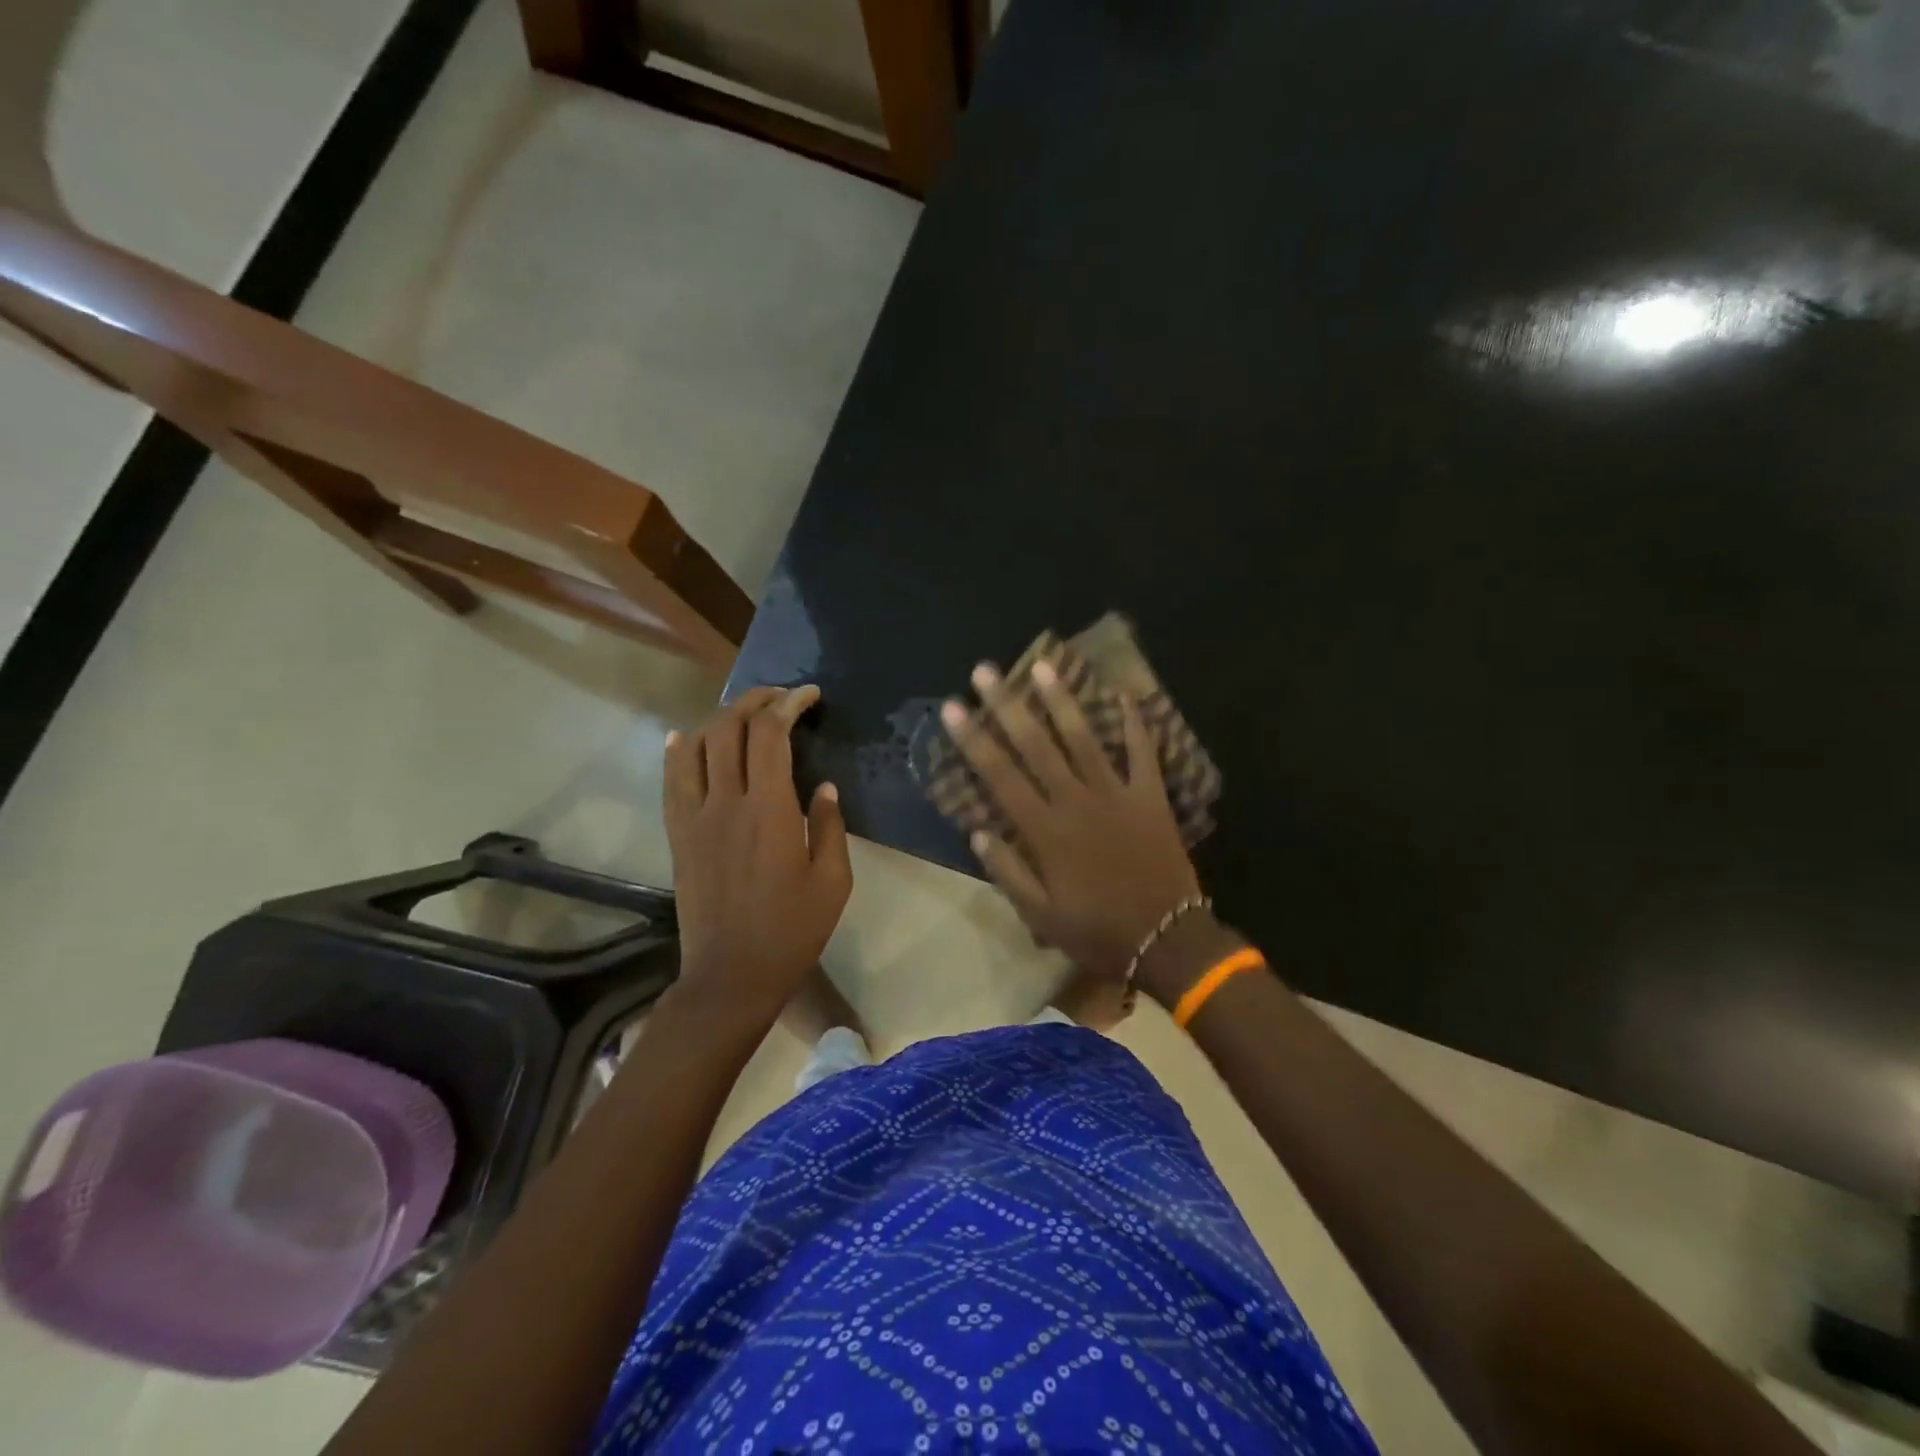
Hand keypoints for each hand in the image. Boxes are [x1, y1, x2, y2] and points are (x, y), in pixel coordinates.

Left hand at [664, 686, 852, 1023]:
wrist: (732, 975)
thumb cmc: (792, 930)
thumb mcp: (833, 880)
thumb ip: (829, 825)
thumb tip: (822, 786)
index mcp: (769, 810)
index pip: (770, 735)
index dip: (788, 704)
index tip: (809, 696)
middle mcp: (725, 802)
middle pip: (728, 729)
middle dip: (754, 701)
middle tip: (779, 697)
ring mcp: (694, 817)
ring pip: (696, 746)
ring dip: (719, 719)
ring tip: (743, 714)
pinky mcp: (678, 835)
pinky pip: (672, 780)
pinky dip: (679, 750)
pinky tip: (688, 738)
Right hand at [942, 656, 1201, 979]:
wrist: (1167, 939)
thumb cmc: (1097, 931)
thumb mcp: (1041, 916)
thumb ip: (1008, 872)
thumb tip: (978, 831)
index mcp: (1045, 831)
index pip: (1000, 775)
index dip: (973, 739)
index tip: (952, 707)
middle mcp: (1076, 801)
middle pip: (1035, 745)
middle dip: (1007, 705)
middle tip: (985, 670)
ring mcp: (1116, 794)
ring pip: (1084, 738)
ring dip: (1062, 700)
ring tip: (1043, 666)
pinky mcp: (1151, 796)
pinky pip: (1143, 752)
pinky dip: (1135, 723)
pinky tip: (1123, 693)